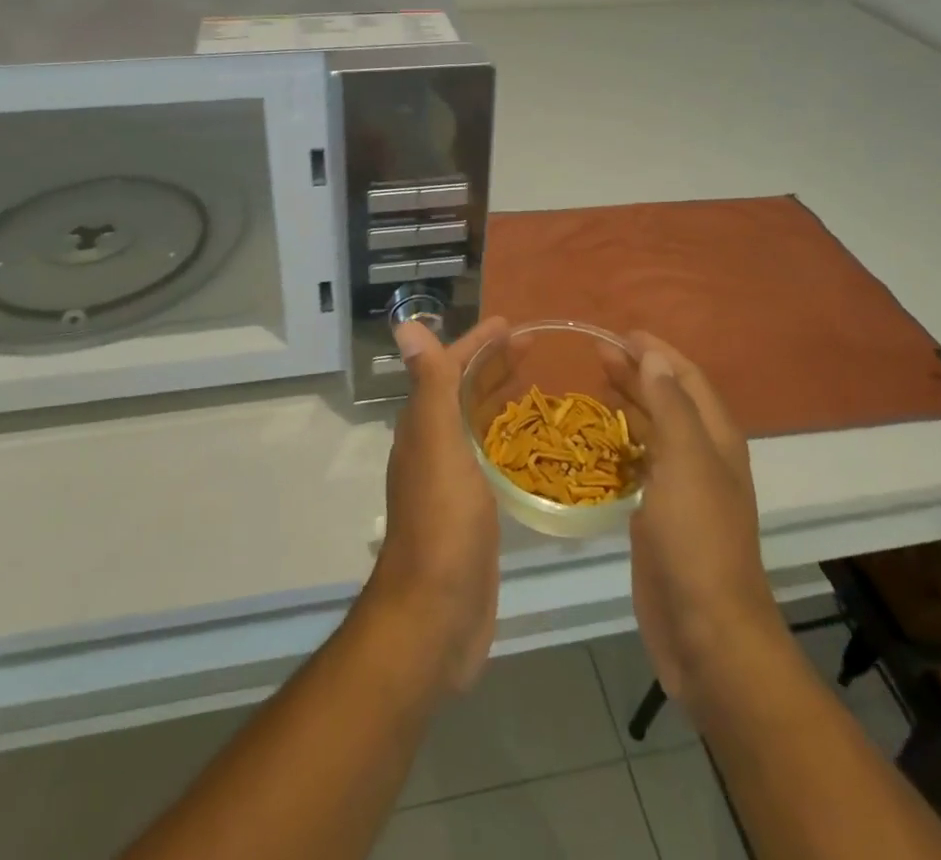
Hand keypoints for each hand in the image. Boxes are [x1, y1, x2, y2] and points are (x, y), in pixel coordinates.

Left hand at [362, 317, 506, 693]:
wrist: (435, 615)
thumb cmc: (442, 522)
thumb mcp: (438, 443)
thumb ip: (429, 384)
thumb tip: (404, 324)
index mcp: (424, 425)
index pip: (448, 368)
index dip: (475, 343)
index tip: (510, 324)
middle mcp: (434, 446)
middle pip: (463, 391)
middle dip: (493, 364)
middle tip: (533, 346)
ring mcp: (452, 480)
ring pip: (477, 423)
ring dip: (499, 397)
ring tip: (536, 382)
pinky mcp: (473, 510)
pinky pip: (490, 458)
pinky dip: (507, 438)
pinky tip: (530, 443)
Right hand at [608, 334, 786, 709]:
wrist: (706, 632)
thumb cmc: (697, 539)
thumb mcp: (686, 461)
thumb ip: (670, 405)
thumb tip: (654, 355)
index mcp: (716, 438)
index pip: (687, 378)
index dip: (657, 351)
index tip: (619, 333)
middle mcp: (702, 456)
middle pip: (668, 399)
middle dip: (637, 372)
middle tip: (595, 353)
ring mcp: (681, 488)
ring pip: (653, 431)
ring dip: (629, 403)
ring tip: (594, 384)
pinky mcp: (659, 516)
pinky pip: (639, 464)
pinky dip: (621, 443)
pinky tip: (598, 440)